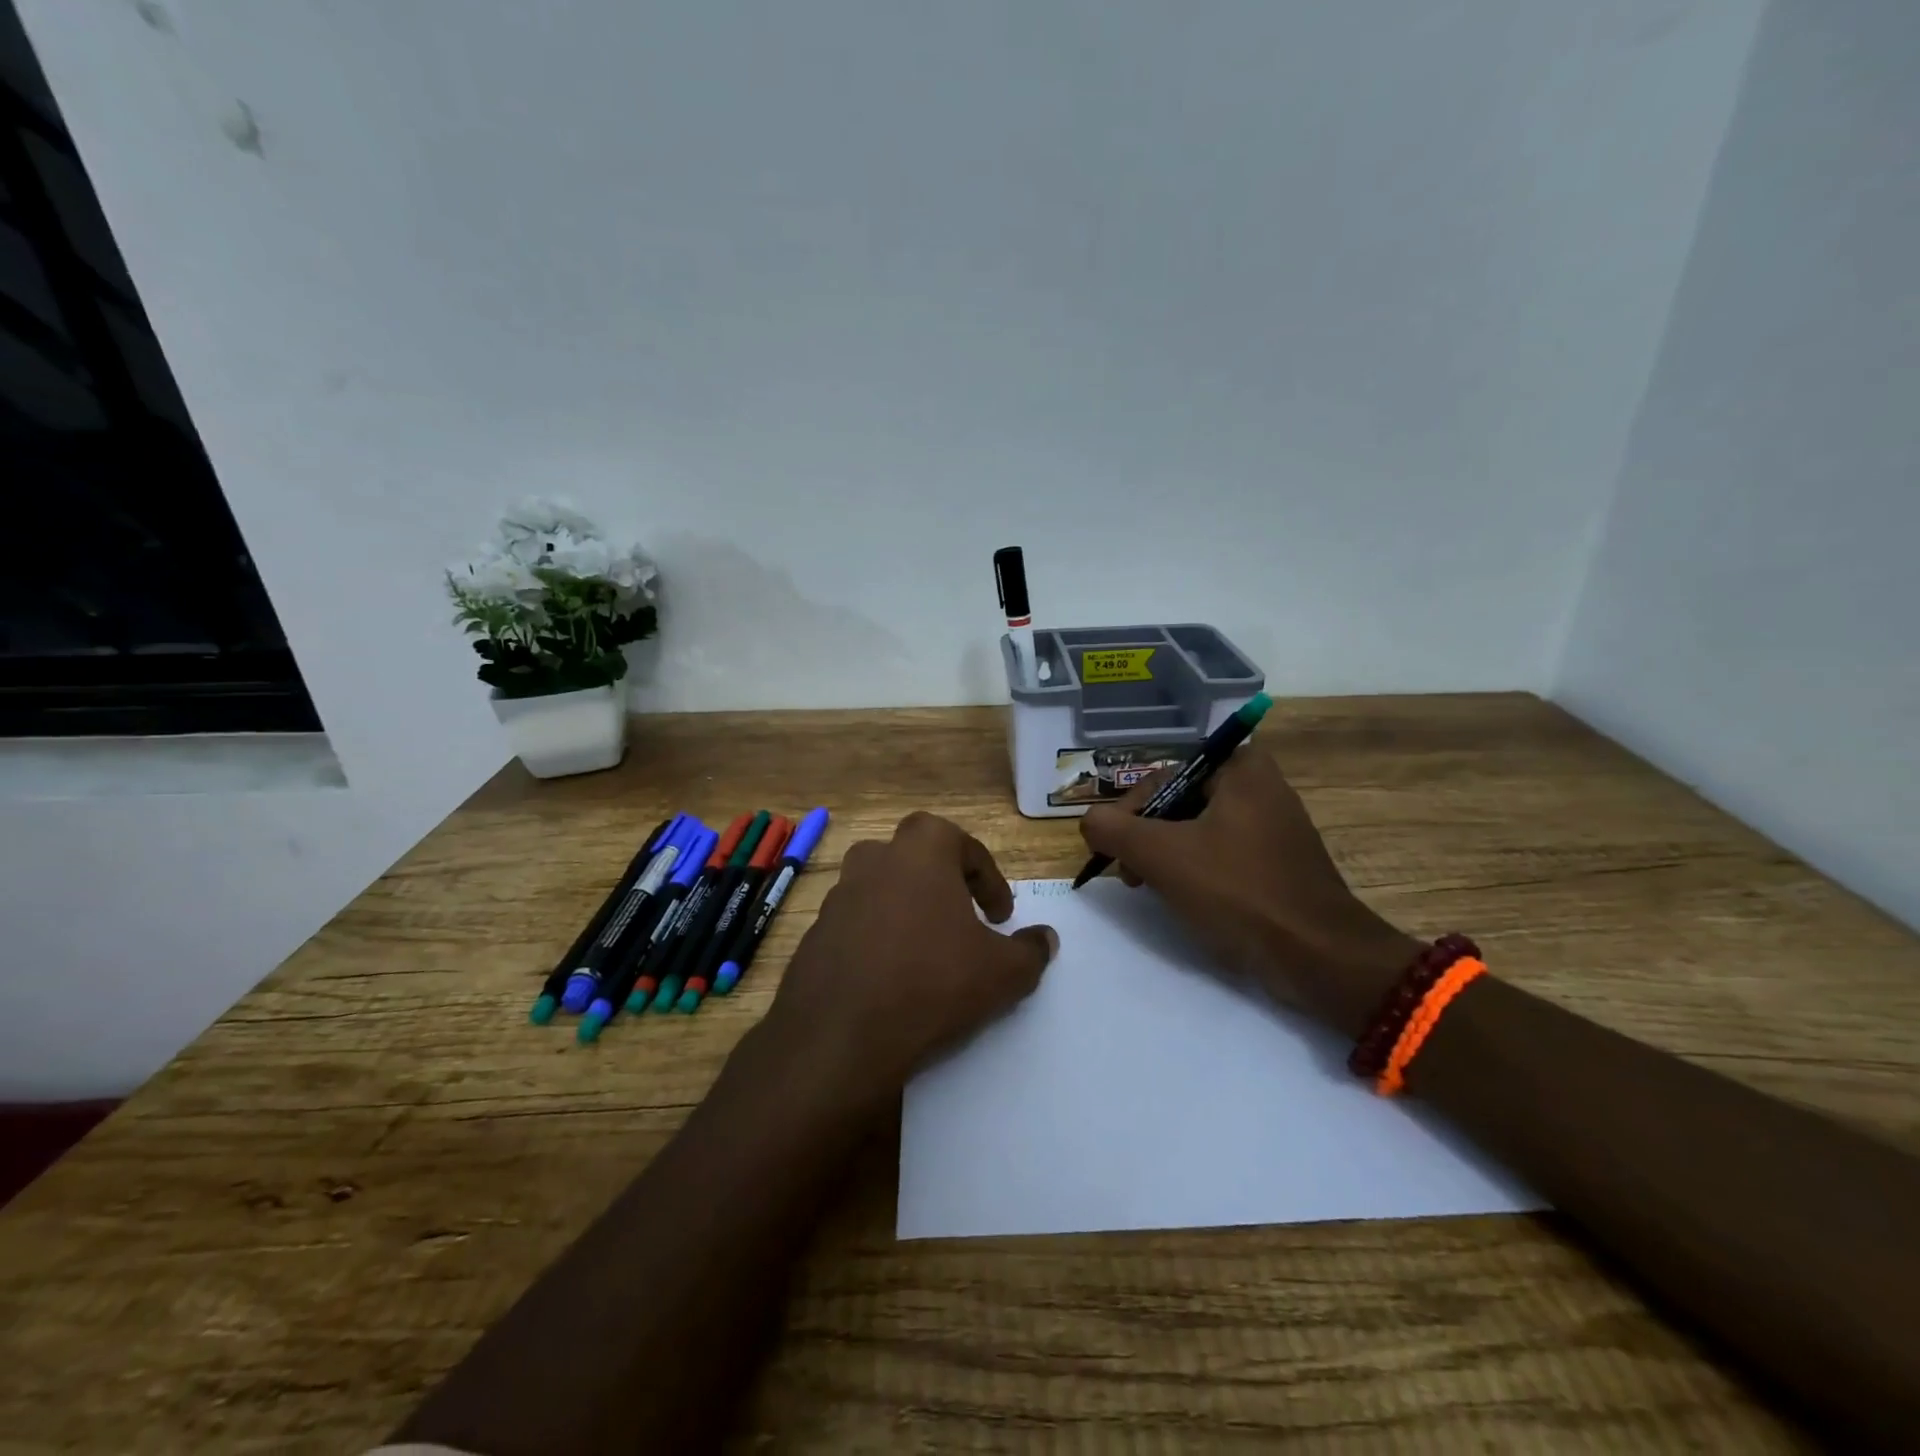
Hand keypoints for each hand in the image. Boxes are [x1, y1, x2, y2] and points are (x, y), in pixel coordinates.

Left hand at [757, 812, 1056, 1114]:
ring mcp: (838, 896)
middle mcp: (875, 859)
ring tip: (929, 952)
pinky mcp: (815, 933)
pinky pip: (856, 926)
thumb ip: (1030, 950)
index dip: (989, 879)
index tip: (1001, 917)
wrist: (842, 1035)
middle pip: (915, 859)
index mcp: (920, 850)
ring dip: (907, 911)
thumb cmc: (933, 983)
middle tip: (963, 922)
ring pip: (882, 890)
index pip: (962, 843)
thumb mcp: (1002, 972)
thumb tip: (1045, 939)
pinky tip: (892, 978)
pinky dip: (877, 940)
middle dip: (943, 885)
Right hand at [1080, 748, 1422, 1038]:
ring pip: (1198, 830)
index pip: (1162, 777)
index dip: (1130, 813)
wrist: (1319, 956)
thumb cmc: (1237, 892)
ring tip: (1148, 888)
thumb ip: (1113, 830)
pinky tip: (1184, 898)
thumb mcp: (1161, 855)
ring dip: (1166, 856)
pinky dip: (1196, 870)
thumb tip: (1089, 821)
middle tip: (1129, 873)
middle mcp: (1261, 786)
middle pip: (1178, 802)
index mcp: (1240, 769)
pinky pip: (1223, 853)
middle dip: (1146, 836)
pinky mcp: (1279, 862)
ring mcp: (1274, 826)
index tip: (1115, 850)